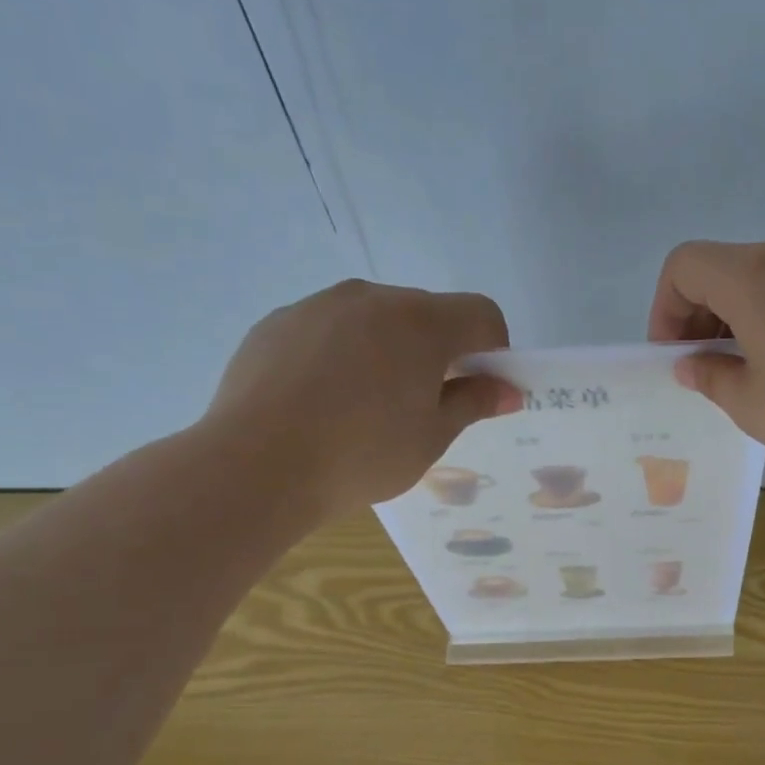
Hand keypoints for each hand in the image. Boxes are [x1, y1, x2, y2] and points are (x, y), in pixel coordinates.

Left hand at [198, 280, 518, 520]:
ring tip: (366, 406)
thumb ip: (474, 402)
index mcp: (421, 322)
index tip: (478, 388)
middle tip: (423, 405)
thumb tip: (508, 389)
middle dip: (438, 351)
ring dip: (389, 350)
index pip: (481, 314)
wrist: (256, 466)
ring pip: (375, 319)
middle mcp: (372, 297)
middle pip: (427, 313)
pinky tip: (322, 401)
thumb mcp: (432, 437)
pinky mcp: (277, 322)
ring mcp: (319, 305)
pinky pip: (329, 329)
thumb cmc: (362, 455)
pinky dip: (342, 354)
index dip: (493, 349)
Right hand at [647, 238, 764, 464]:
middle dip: (701, 316)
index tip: (677, 356)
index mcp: (752, 277)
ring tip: (755, 371)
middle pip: (724, 268)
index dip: (665, 309)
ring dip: (742, 317)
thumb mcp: (755, 406)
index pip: (684, 265)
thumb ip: (711, 377)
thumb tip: (692, 363)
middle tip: (709, 369)